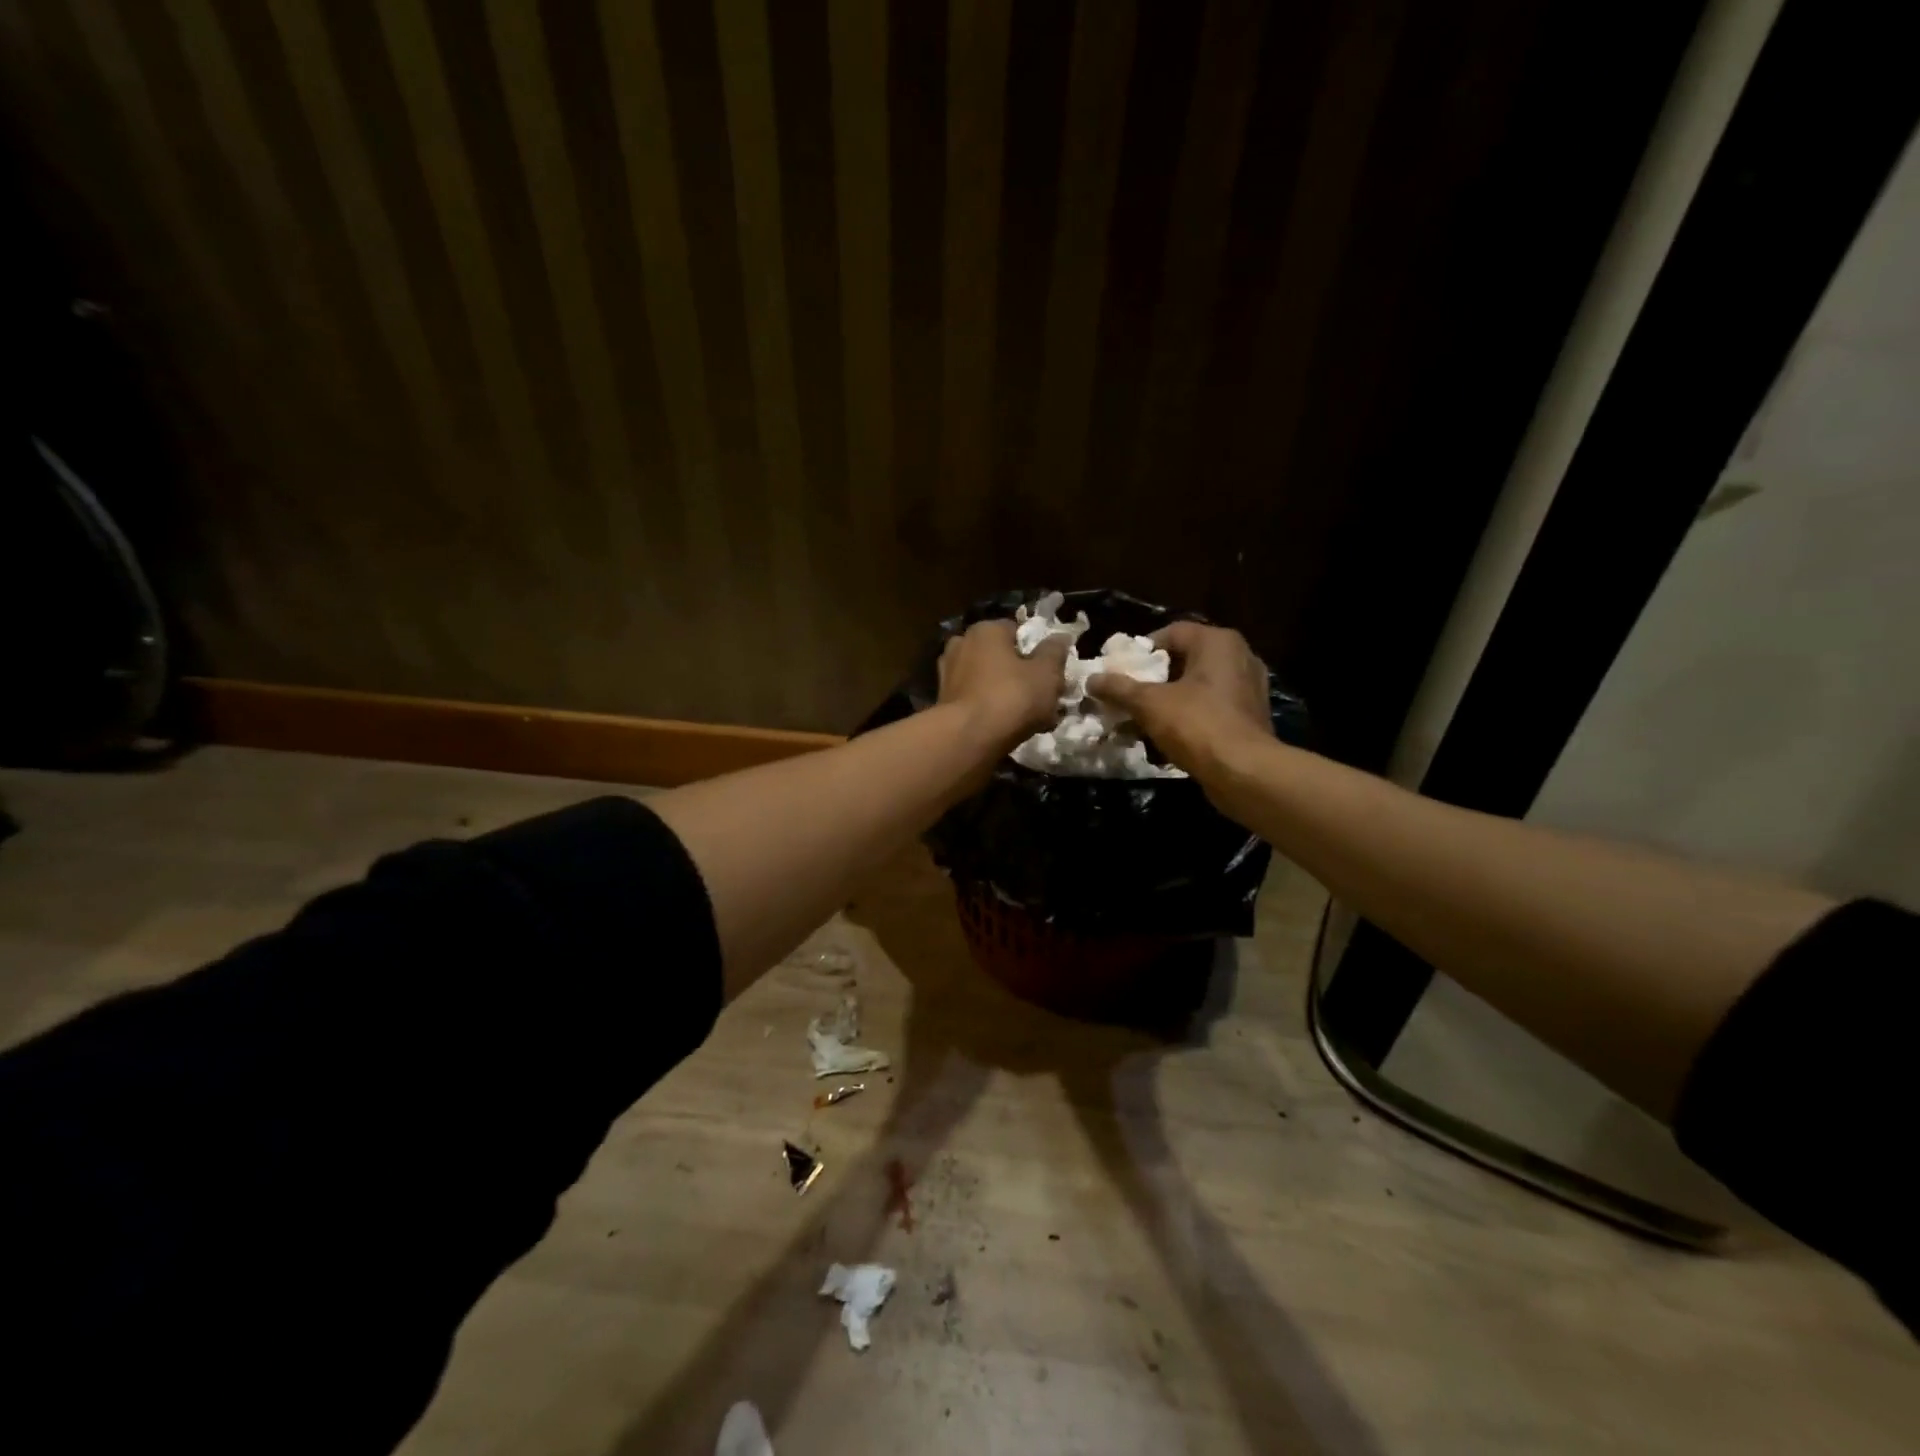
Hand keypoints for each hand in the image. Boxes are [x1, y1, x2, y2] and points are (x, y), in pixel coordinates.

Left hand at [937, 619, 1067, 744]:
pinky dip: (989, 709)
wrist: (967, 738)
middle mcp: (961, 644)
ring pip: (987, 680)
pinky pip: (975, 699)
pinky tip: (1006, 727)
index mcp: (986, 630)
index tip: (1051, 673)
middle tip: (1041, 696)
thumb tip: (1060, 637)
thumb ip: (1054, 652)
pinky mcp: (943, 701)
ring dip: (1005, 693)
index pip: (1018, 632)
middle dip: (1020, 674)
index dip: (1037, 651)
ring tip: (1027, 717)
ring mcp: (948, 673)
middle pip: (1001, 656)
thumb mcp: (1046, 673)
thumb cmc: (1011, 697)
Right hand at [1087, 621, 1272, 775]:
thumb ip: (1119, 688)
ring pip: (1196, 686)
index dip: (1141, 651)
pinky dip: (1188, 716)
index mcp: (1217, 642)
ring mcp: (1248, 688)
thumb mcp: (1149, 703)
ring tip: (1141, 718)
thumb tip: (1091, 679)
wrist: (1244, 772)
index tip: (1121, 671)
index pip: (1171, 633)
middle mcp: (1238, 657)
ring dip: (1168, 700)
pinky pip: (1210, 707)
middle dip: (1152, 679)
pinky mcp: (1250, 716)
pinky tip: (1166, 736)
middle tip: (1127, 695)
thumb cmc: (1196, 724)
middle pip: (1183, 660)